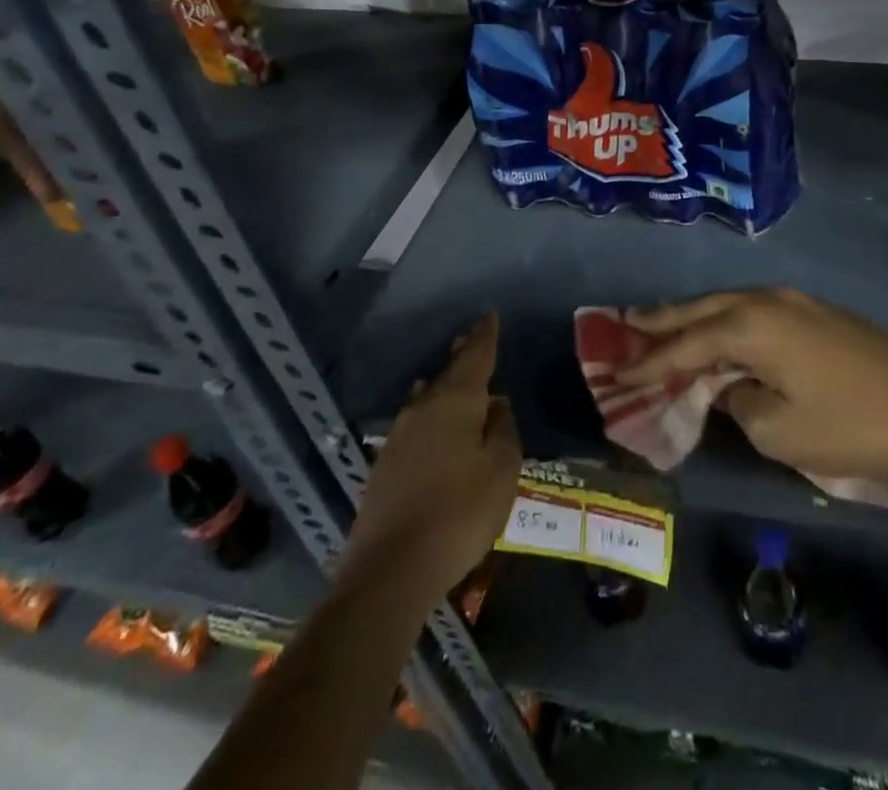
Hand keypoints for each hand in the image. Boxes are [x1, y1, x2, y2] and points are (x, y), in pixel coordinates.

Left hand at [345, 314, 520, 597]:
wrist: (391, 571)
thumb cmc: (460, 513)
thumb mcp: (501, 470)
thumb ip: (502, 430)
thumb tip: (497, 404)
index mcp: (455, 402)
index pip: (475, 356)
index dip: (484, 336)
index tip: (490, 316)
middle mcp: (423, 409)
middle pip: (446, 373)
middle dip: (462, 355)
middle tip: (473, 337)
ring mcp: (398, 437)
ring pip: (427, 397)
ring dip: (443, 383)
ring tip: (453, 372)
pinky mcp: (385, 466)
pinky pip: (415, 423)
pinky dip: (430, 412)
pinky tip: (431, 420)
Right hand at [619, 288, 887, 495]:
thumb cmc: (849, 426)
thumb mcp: (779, 430)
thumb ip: (739, 402)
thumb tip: (731, 385)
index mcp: (752, 326)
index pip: (686, 344)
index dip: (649, 360)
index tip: (615, 371)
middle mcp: (769, 301)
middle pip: (703, 308)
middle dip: (663, 319)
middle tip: (625, 324)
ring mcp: (797, 301)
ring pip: (731, 303)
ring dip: (696, 316)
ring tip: (663, 324)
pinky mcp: (819, 312)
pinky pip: (757, 310)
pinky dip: (729, 320)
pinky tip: (722, 331)